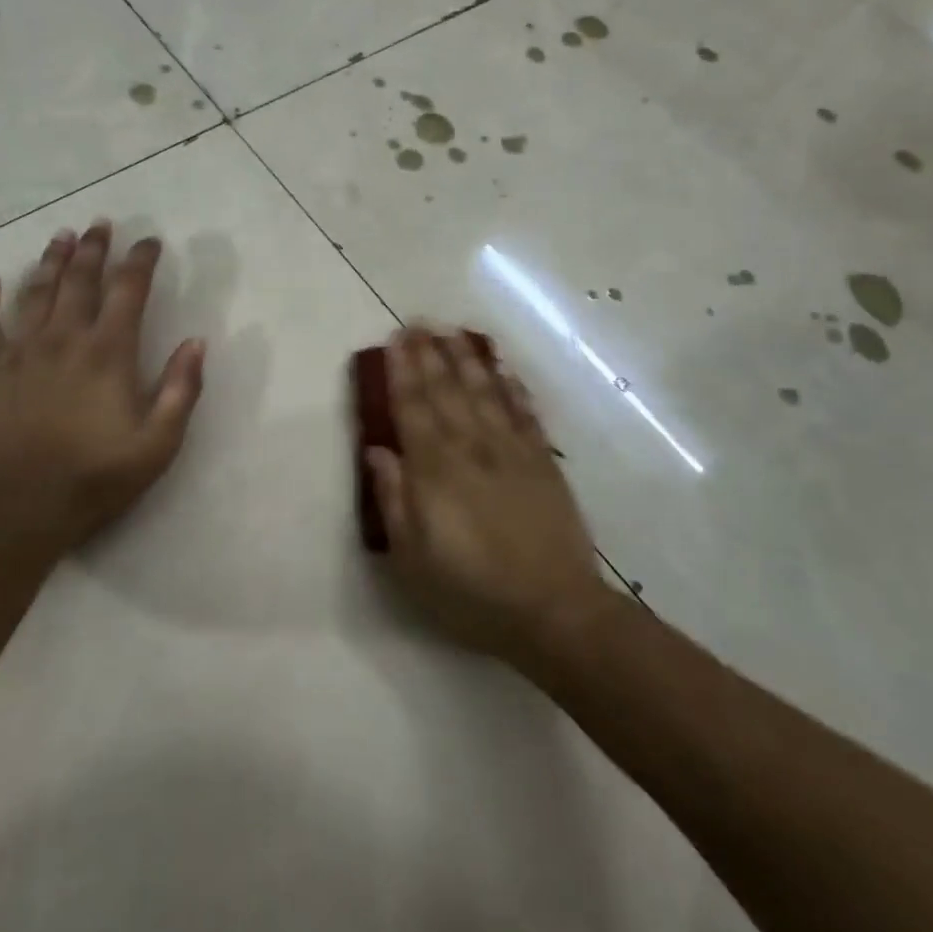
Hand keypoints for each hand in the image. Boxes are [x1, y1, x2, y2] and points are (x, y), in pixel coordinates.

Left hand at [0, 220, 204, 561]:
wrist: (19, 508)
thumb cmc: (95, 476)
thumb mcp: (159, 442)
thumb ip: (182, 389)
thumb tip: (196, 342)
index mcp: (109, 351)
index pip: (128, 290)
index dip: (141, 260)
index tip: (149, 241)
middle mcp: (65, 338)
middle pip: (79, 279)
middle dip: (93, 248)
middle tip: (99, 224)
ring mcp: (22, 352)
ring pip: (36, 292)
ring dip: (50, 261)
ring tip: (60, 236)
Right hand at [367, 329, 606, 662]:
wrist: (553, 610)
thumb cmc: (471, 590)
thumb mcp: (413, 558)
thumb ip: (393, 499)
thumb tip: (379, 450)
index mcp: (435, 469)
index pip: (413, 406)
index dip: (402, 370)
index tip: (396, 340)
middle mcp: (471, 447)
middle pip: (447, 389)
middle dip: (430, 353)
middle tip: (419, 321)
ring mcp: (511, 450)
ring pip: (485, 391)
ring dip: (468, 358)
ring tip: (454, 332)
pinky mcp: (543, 461)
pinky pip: (524, 412)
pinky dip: (512, 386)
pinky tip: (503, 368)